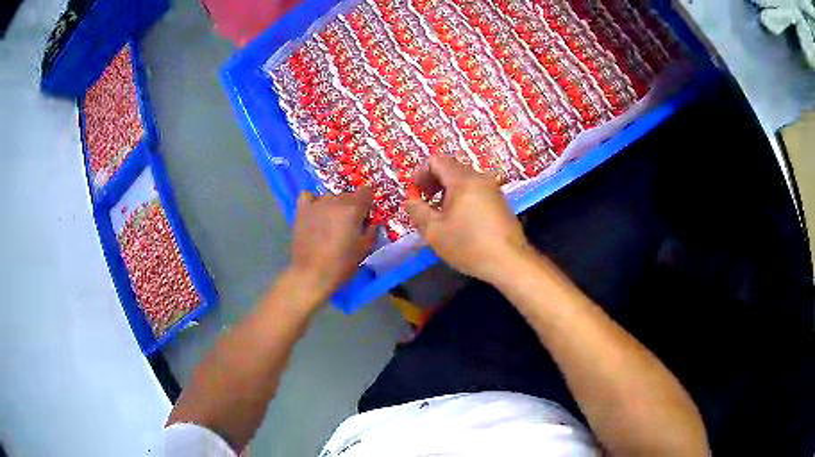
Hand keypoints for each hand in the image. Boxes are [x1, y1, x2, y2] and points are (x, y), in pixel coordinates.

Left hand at [288, 188, 375, 302]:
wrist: (312, 274)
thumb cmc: (342, 263)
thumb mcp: (365, 248)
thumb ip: (372, 230)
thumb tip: (373, 221)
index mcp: (354, 208)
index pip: (366, 191)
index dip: (368, 202)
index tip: (366, 215)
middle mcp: (336, 200)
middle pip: (348, 194)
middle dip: (352, 206)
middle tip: (349, 225)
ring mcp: (316, 203)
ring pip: (330, 196)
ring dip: (333, 206)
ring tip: (331, 223)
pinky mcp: (302, 210)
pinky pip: (308, 196)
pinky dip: (313, 201)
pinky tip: (315, 212)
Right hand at [405, 156, 530, 283]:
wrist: (509, 261)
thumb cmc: (469, 245)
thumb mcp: (435, 232)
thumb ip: (417, 211)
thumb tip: (409, 200)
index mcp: (462, 180)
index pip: (437, 161)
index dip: (421, 173)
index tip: (416, 192)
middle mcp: (480, 178)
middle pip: (451, 168)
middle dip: (434, 182)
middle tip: (425, 202)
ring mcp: (493, 189)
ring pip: (465, 180)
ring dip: (448, 191)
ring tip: (441, 214)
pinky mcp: (501, 202)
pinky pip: (476, 190)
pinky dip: (463, 197)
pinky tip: (461, 220)